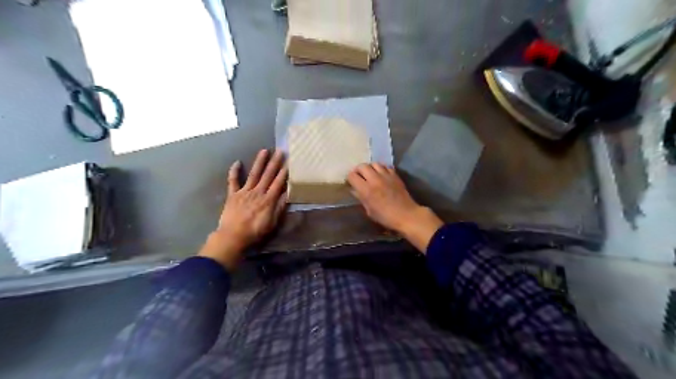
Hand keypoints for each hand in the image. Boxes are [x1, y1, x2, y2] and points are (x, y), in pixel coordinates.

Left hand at [198, 150, 287, 270]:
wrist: (233, 236)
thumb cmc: (255, 231)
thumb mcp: (272, 222)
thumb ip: (279, 207)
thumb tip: (287, 193)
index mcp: (268, 199)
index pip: (278, 183)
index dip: (284, 172)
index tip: (289, 162)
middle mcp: (258, 192)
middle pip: (268, 175)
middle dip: (275, 163)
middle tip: (280, 151)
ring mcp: (244, 191)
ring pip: (254, 174)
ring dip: (259, 162)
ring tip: (264, 151)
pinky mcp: (233, 194)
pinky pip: (233, 181)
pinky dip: (234, 171)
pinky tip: (237, 162)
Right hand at [348, 161, 444, 252]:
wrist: (406, 215)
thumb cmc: (385, 217)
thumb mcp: (369, 210)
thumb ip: (361, 198)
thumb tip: (354, 190)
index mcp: (366, 190)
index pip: (352, 176)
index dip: (349, 178)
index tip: (351, 182)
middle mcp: (375, 179)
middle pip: (362, 166)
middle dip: (358, 170)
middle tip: (359, 177)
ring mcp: (386, 176)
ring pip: (374, 163)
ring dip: (370, 168)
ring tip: (370, 174)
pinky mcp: (395, 175)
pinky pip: (385, 166)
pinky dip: (381, 169)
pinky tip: (381, 175)